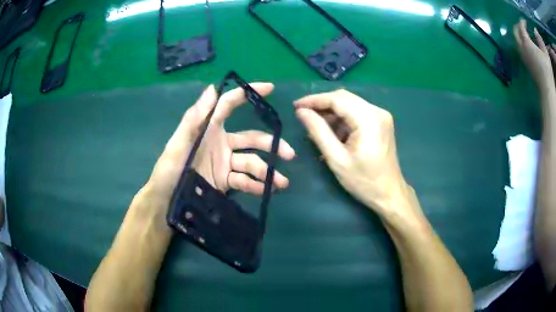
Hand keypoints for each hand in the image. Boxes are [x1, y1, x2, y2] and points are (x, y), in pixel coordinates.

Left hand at [147, 84, 294, 207]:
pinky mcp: (225, 181)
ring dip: (267, 171)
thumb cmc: (169, 170)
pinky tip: (266, 191)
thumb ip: (194, 118)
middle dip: (271, 144)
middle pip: (251, 139)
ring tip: (281, 183)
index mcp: (208, 128)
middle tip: (289, 154)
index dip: (248, 93)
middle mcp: (220, 143)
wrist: (166, 202)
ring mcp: (224, 163)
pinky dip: (255, 186)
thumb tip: (213, 88)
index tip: (269, 88)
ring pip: (251, 162)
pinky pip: (244, 181)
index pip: (229, 105)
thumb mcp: (178, 144)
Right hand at [294, 89, 417, 219]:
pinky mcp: (380, 122)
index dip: (314, 100)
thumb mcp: (336, 158)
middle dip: (322, 104)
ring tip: (315, 126)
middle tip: (302, 114)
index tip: (296, 106)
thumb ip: (318, 131)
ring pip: (350, 104)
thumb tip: (301, 112)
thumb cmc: (363, 181)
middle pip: (344, 98)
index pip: (337, 99)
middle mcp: (377, 111)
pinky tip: (331, 132)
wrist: (389, 194)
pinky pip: (357, 113)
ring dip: (331, 113)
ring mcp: (381, 116)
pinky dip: (342, 119)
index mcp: (369, 119)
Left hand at [514, 19, 553, 90]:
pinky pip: (521, 53)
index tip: (526, 21)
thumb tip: (541, 45)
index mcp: (527, 42)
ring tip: (525, 36)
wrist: (549, 93)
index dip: (523, 21)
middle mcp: (523, 48)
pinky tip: (529, 49)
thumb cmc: (548, 73)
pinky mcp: (528, 69)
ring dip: (519, 36)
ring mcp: (524, 59)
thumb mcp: (546, 58)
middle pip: (515, 32)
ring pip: (517, 42)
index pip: (521, 26)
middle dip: (518, 26)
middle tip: (524, 26)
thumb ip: (543, 49)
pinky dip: (522, 46)